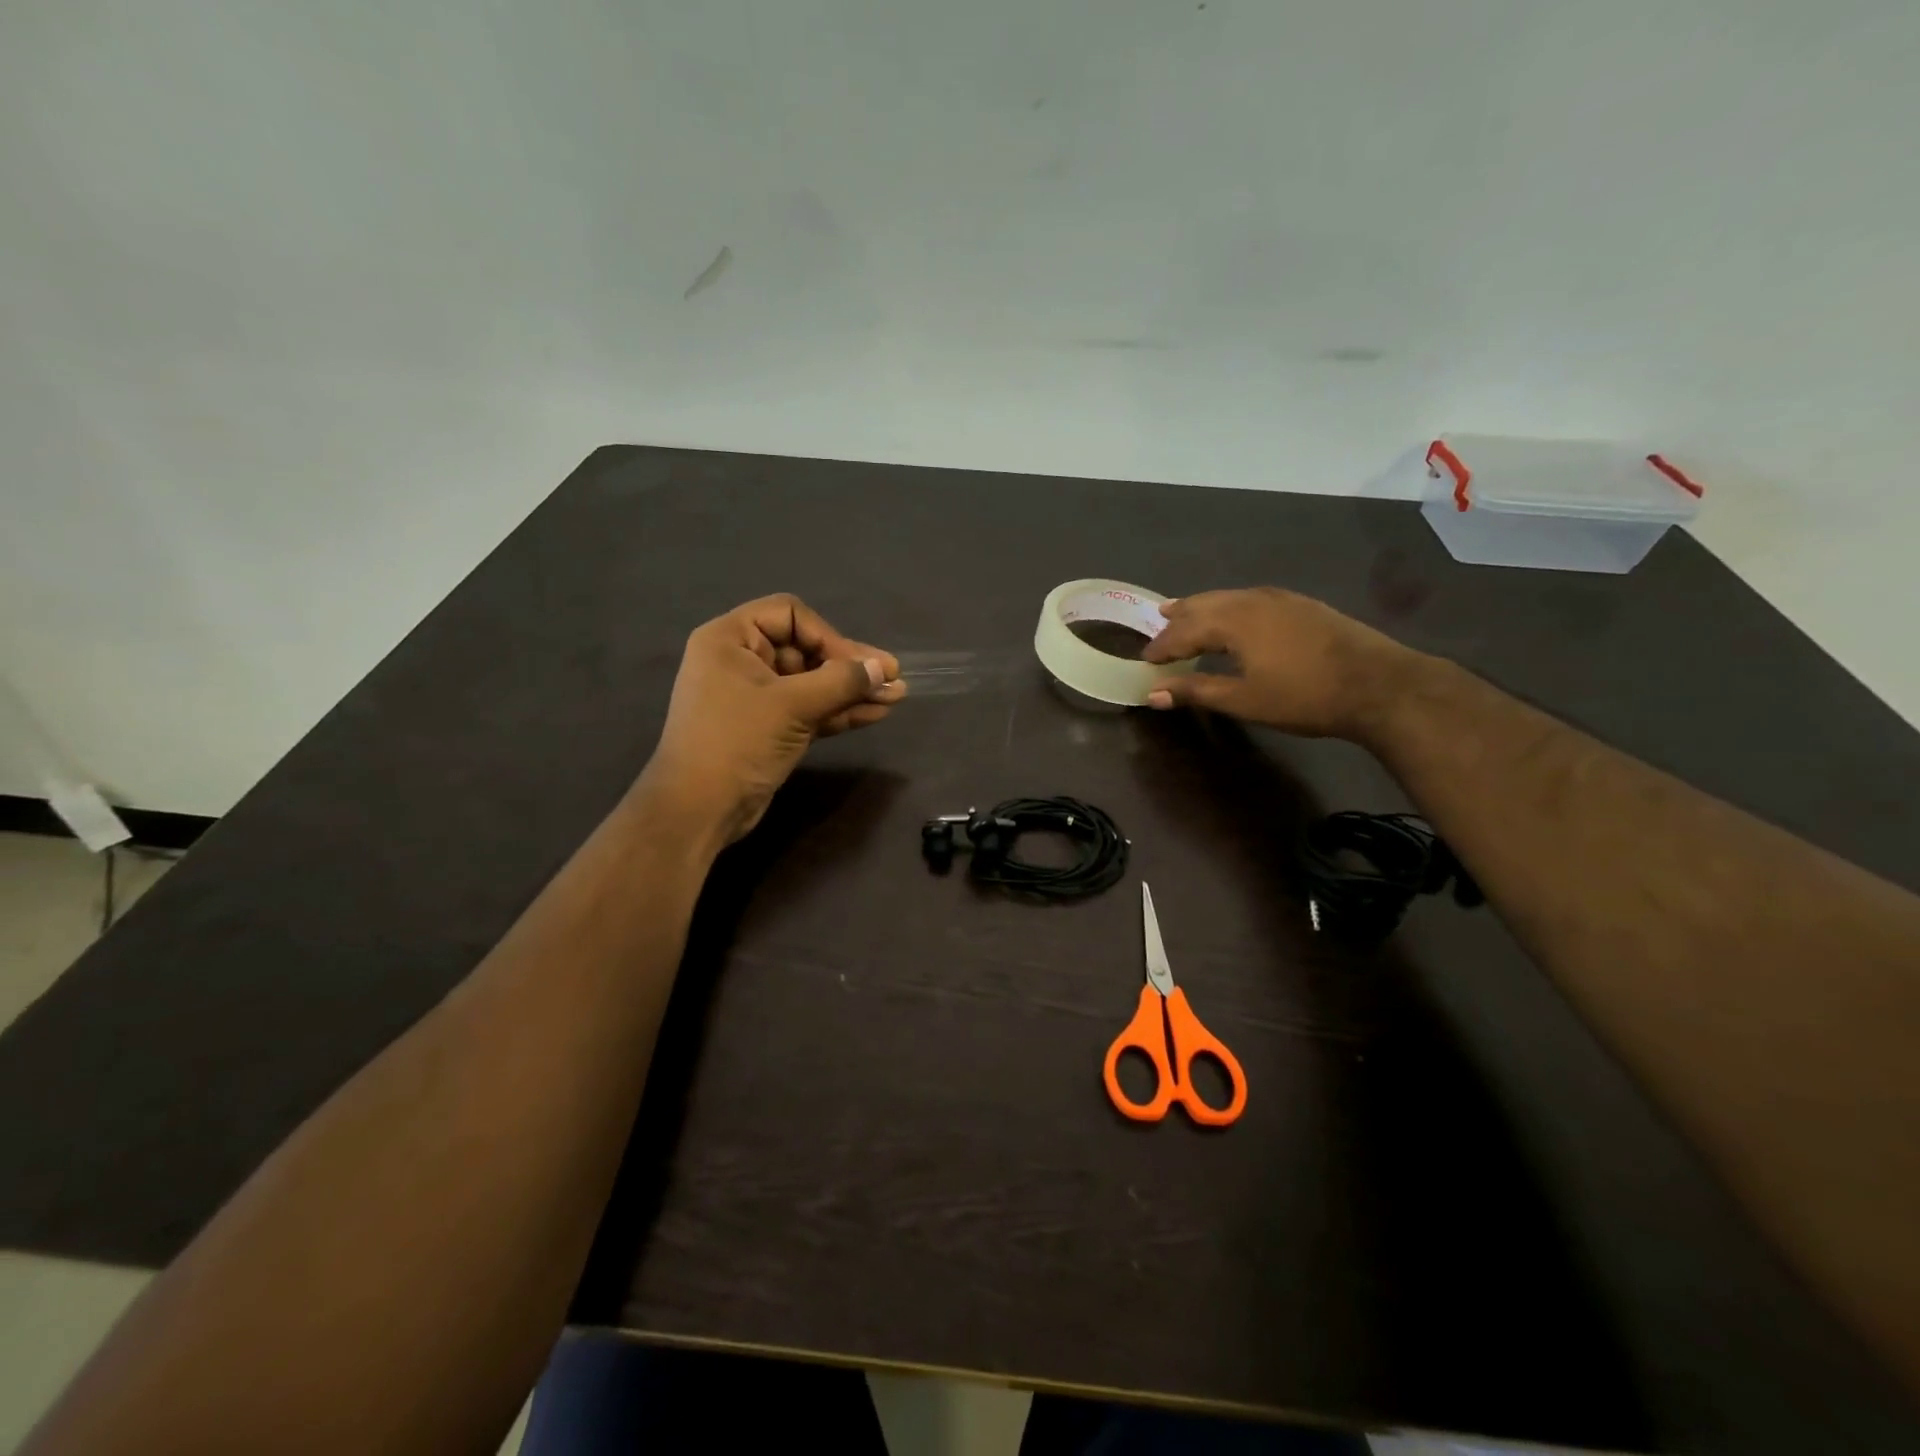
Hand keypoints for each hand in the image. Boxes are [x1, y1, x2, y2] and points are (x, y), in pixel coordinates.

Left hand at [641, 594, 904, 845]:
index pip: (790, 615)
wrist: (699, 809)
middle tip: (892, 677)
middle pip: (805, 649)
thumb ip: (840, 682)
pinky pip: (809, 708)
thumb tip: (883, 669)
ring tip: (895, 696)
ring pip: (812, 683)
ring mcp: (756, 696)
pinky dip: (839, 711)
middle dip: (849, 665)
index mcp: (730, 638)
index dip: (827, 635)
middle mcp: (742, 660)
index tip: (856, 664)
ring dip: (851, 690)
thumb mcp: (792, 706)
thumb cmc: (737, 742)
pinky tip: (875, 713)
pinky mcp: (769, 727)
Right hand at [1140, 587, 1420, 738]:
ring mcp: (1281, 599)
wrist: (1380, 685)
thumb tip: (1152, 694)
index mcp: (1234, 621)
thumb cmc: (1304, 696)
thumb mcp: (1244, 700)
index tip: (1145, 660)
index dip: (1162, 646)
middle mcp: (1253, 600)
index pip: (1185, 630)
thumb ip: (1196, 691)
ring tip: (1187, 612)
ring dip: (1204, 607)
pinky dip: (1231, 606)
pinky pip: (1252, 599)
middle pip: (1205, 604)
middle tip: (1159, 624)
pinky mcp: (1303, 605)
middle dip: (1179, 617)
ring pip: (1230, 597)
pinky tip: (1237, 616)